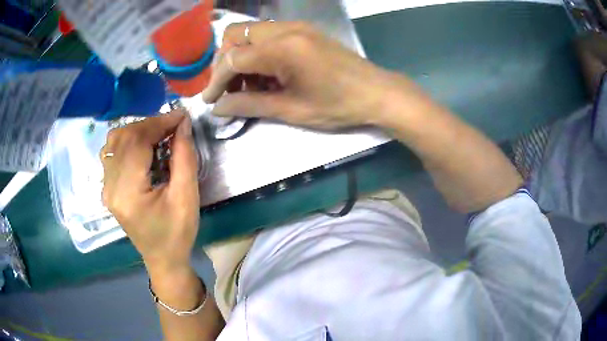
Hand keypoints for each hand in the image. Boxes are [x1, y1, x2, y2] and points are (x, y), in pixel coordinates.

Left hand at [100, 110, 199, 277]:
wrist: (162, 259)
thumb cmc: (177, 233)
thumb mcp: (187, 197)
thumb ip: (184, 157)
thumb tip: (182, 124)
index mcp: (128, 193)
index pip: (137, 142)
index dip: (159, 123)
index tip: (181, 116)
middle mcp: (110, 187)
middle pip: (123, 137)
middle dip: (149, 124)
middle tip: (172, 126)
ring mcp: (106, 188)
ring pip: (114, 141)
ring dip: (137, 131)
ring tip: (158, 136)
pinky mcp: (107, 188)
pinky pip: (112, 153)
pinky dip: (128, 141)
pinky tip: (143, 148)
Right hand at [202, 21, 425, 129]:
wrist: (375, 92)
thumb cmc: (337, 105)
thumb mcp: (291, 110)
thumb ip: (250, 105)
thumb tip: (219, 107)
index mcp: (282, 48)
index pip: (233, 58)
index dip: (216, 81)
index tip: (210, 100)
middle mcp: (285, 29)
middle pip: (235, 35)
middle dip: (224, 62)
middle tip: (228, 88)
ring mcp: (295, 26)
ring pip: (250, 32)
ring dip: (240, 56)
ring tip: (249, 85)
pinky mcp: (303, 30)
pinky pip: (267, 34)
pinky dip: (257, 52)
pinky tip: (265, 74)